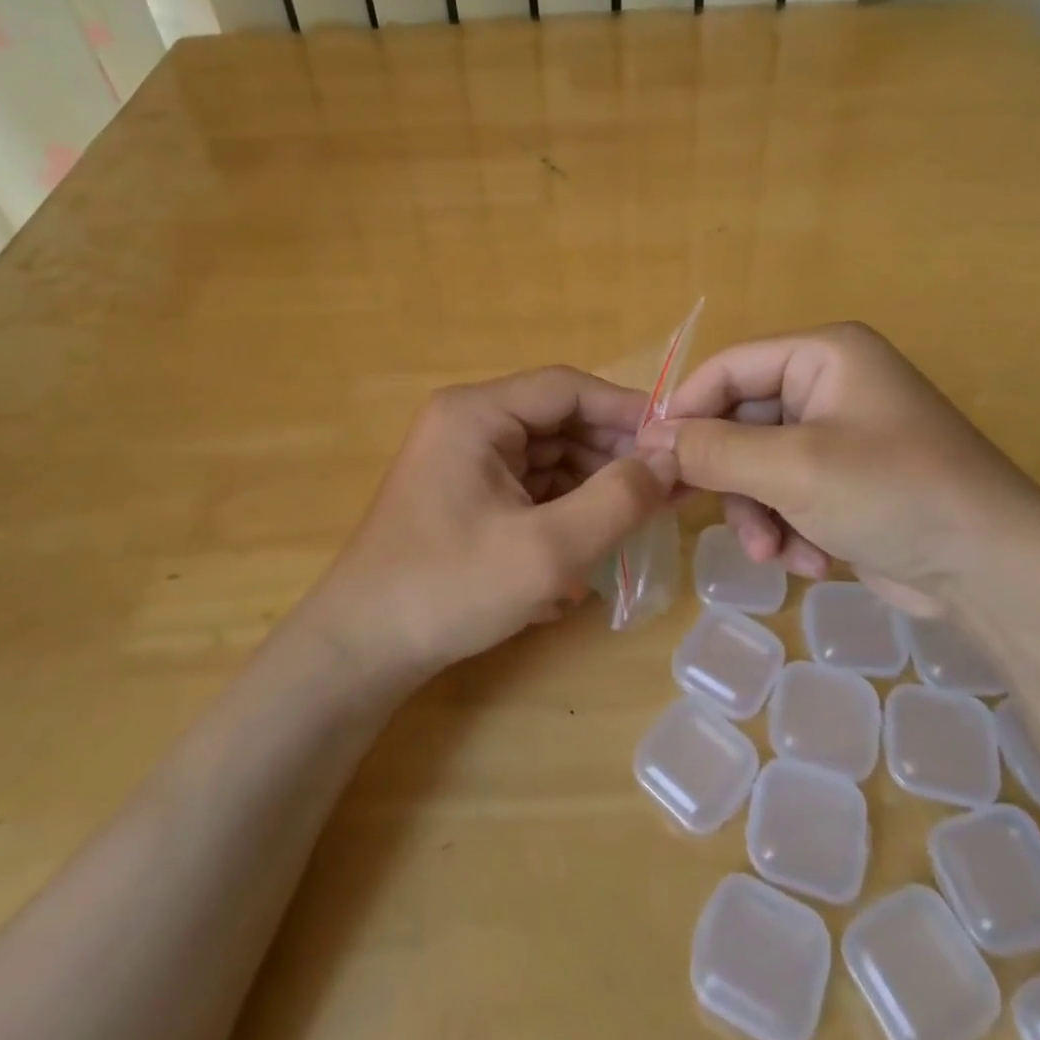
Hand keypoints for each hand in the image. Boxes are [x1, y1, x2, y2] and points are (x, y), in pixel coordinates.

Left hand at [310, 367, 678, 676]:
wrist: (362, 651)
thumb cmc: (449, 590)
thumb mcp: (546, 550)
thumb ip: (616, 501)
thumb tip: (671, 460)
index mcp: (476, 413)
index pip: (567, 388)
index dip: (626, 409)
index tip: (677, 440)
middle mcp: (470, 422)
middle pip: (560, 419)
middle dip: (614, 451)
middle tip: (669, 485)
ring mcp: (467, 457)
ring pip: (551, 453)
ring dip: (596, 480)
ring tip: (645, 513)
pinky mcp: (469, 492)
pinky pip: (532, 482)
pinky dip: (568, 502)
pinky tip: (599, 533)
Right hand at [641, 322, 1039, 612]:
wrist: (997, 572)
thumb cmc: (892, 493)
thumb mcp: (792, 469)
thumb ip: (713, 450)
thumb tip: (650, 440)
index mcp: (823, 355)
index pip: (728, 368)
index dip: (685, 410)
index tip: (650, 455)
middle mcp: (830, 384)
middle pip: (742, 422)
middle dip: (732, 478)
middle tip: (701, 515)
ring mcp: (840, 434)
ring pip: (760, 465)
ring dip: (759, 512)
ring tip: (773, 553)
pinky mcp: (848, 480)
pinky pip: (790, 492)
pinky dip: (790, 527)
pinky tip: (812, 559)